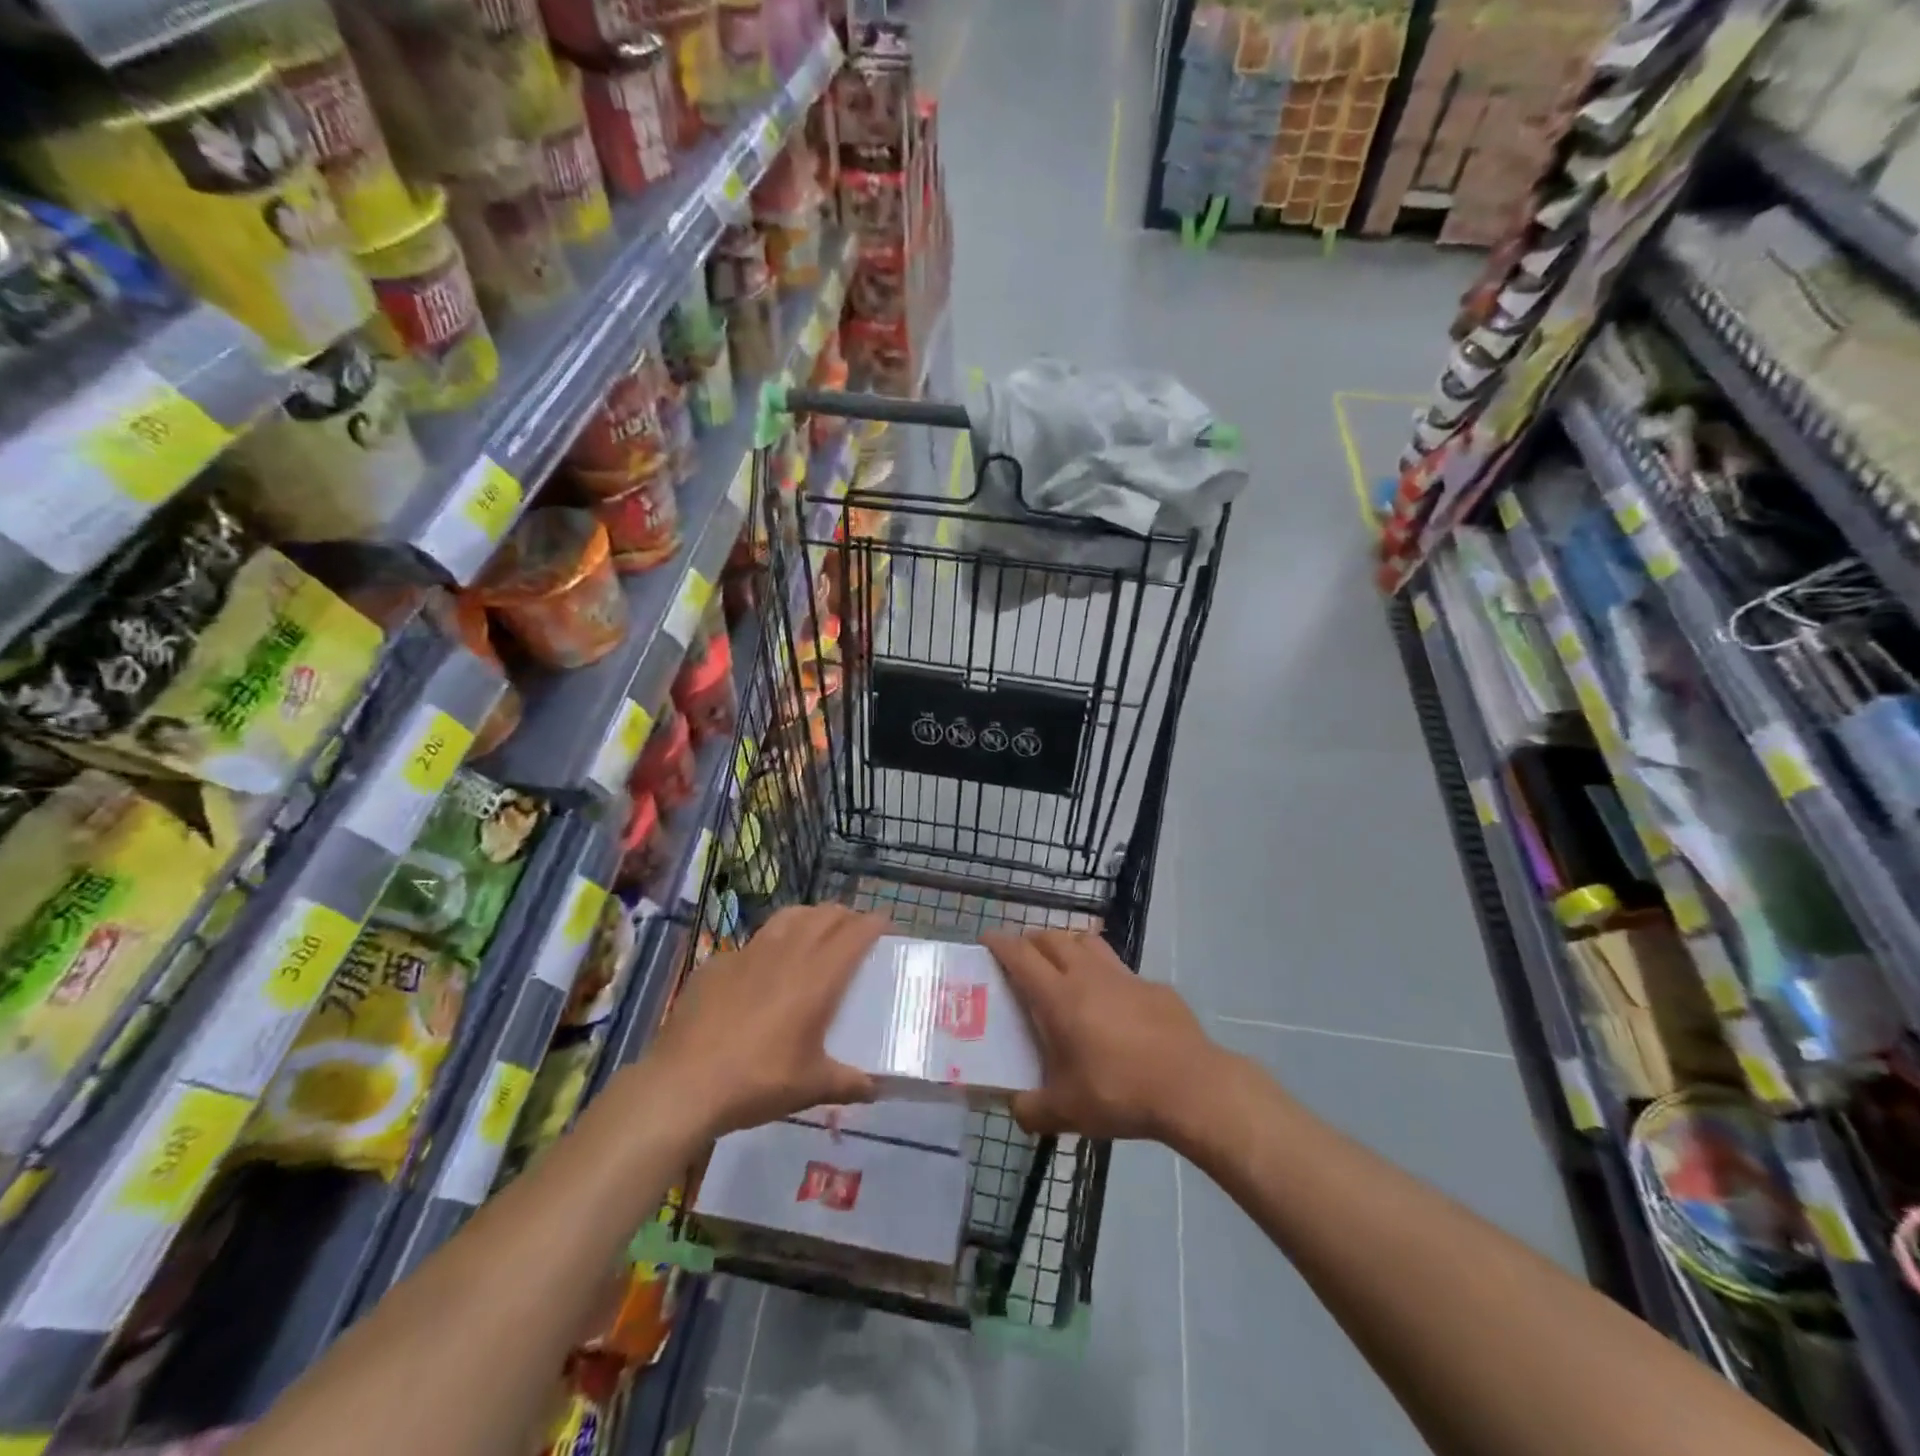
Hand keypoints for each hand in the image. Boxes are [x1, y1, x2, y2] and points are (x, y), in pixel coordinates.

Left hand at [648, 905, 885, 1137]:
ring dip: (810, 917)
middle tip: (856, 929)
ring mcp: (748, 954)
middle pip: (824, 916)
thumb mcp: (811, 1088)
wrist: (683, 1084)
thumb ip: (849, 1083)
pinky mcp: (718, 963)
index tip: (886, 925)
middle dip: (846, 915)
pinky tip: (764, 967)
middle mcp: (787, 954)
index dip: (874, 924)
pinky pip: (753, 942)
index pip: (854, 934)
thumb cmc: (757, 1081)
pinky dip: (770, 944)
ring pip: (788, 917)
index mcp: (817, 977)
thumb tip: (876, 1088)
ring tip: (816, 930)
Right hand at [984, 929, 1221, 1143]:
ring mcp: (1124, 976)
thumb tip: (1015, 1108)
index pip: (1021, 955)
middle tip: (1021, 958)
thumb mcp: (1066, 1112)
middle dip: (1031, 940)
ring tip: (1062, 966)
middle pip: (1052, 938)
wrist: (1191, 1087)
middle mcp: (1088, 975)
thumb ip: (1031, 1110)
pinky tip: (1111, 1002)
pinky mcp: (1153, 986)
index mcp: (1058, 997)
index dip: (1000, 943)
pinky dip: (1104, 973)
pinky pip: (1119, 968)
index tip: (986, 938)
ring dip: (1068, 945)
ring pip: (1087, 942)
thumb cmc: (1119, 1093)